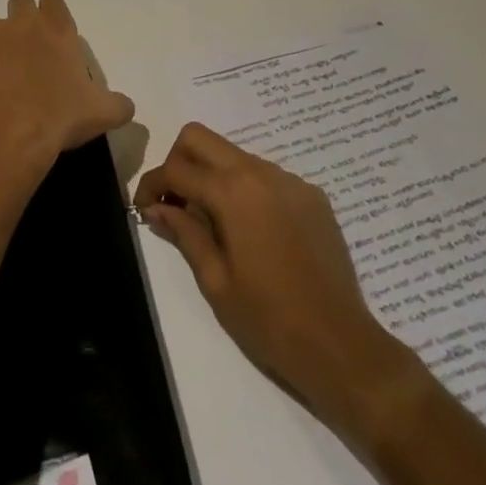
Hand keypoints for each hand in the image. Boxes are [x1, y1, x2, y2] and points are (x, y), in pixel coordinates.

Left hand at [0, 0, 134, 180]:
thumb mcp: (102, 113)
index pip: (53, 1)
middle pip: (19, 2)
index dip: (52, 15)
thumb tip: (127, 106)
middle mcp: (19, 24)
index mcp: (55, 29)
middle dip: (20, 21)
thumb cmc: (59, 118)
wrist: (7, 137)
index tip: (53, 38)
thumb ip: (117, 104)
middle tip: (25, 53)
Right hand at [136, 124, 406, 433]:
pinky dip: (246, 190)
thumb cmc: (269, 320)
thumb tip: (156, 206)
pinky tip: (252, 232)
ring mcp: (290, 181)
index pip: (177, 167)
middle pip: (201, 138)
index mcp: (233, 192)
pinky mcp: (312, 195)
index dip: (151, 184)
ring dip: (213, 175)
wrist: (342, 346)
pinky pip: (266, 176)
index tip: (143, 208)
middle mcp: (260, 172)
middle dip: (178, 162)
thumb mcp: (215, 282)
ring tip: (212, 222)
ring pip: (234, 154)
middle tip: (174, 203)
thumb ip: (184, 233)